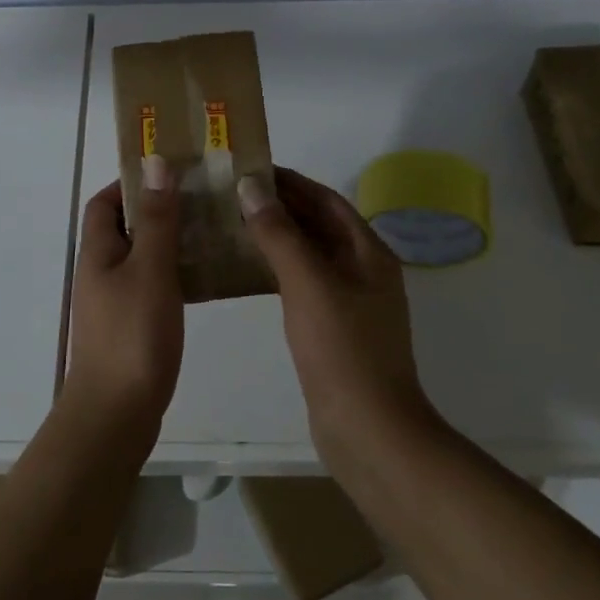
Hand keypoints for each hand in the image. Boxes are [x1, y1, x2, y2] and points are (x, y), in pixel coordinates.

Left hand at [62, 159, 184, 437]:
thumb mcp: (150, 269)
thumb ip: (156, 218)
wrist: (116, 414)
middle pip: (125, 227)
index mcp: (98, 251)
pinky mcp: (130, 327)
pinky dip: (174, 275)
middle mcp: (101, 272)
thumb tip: (154, 162)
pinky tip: (205, 279)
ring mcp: (114, 302)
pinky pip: (151, 287)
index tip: (170, 174)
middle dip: (158, 209)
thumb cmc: (132, 335)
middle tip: (201, 200)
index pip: (105, 202)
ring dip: (170, 242)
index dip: (131, 183)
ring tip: (211, 231)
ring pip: (141, 258)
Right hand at [238, 167, 432, 455]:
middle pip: (318, 225)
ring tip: (231, 224)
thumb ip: (279, 233)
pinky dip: (276, 270)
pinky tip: (246, 271)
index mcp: (368, 253)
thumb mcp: (308, 283)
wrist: (368, 431)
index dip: (291, 182)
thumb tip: (252, 186)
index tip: (250, 168)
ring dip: (275, 237)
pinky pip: (302, 284)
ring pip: (308, 255)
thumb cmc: (342, 349)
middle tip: (232, 194)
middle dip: (280, 207)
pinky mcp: (332, 329)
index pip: (326, 200)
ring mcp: (349, 302)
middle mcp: (362, 271)